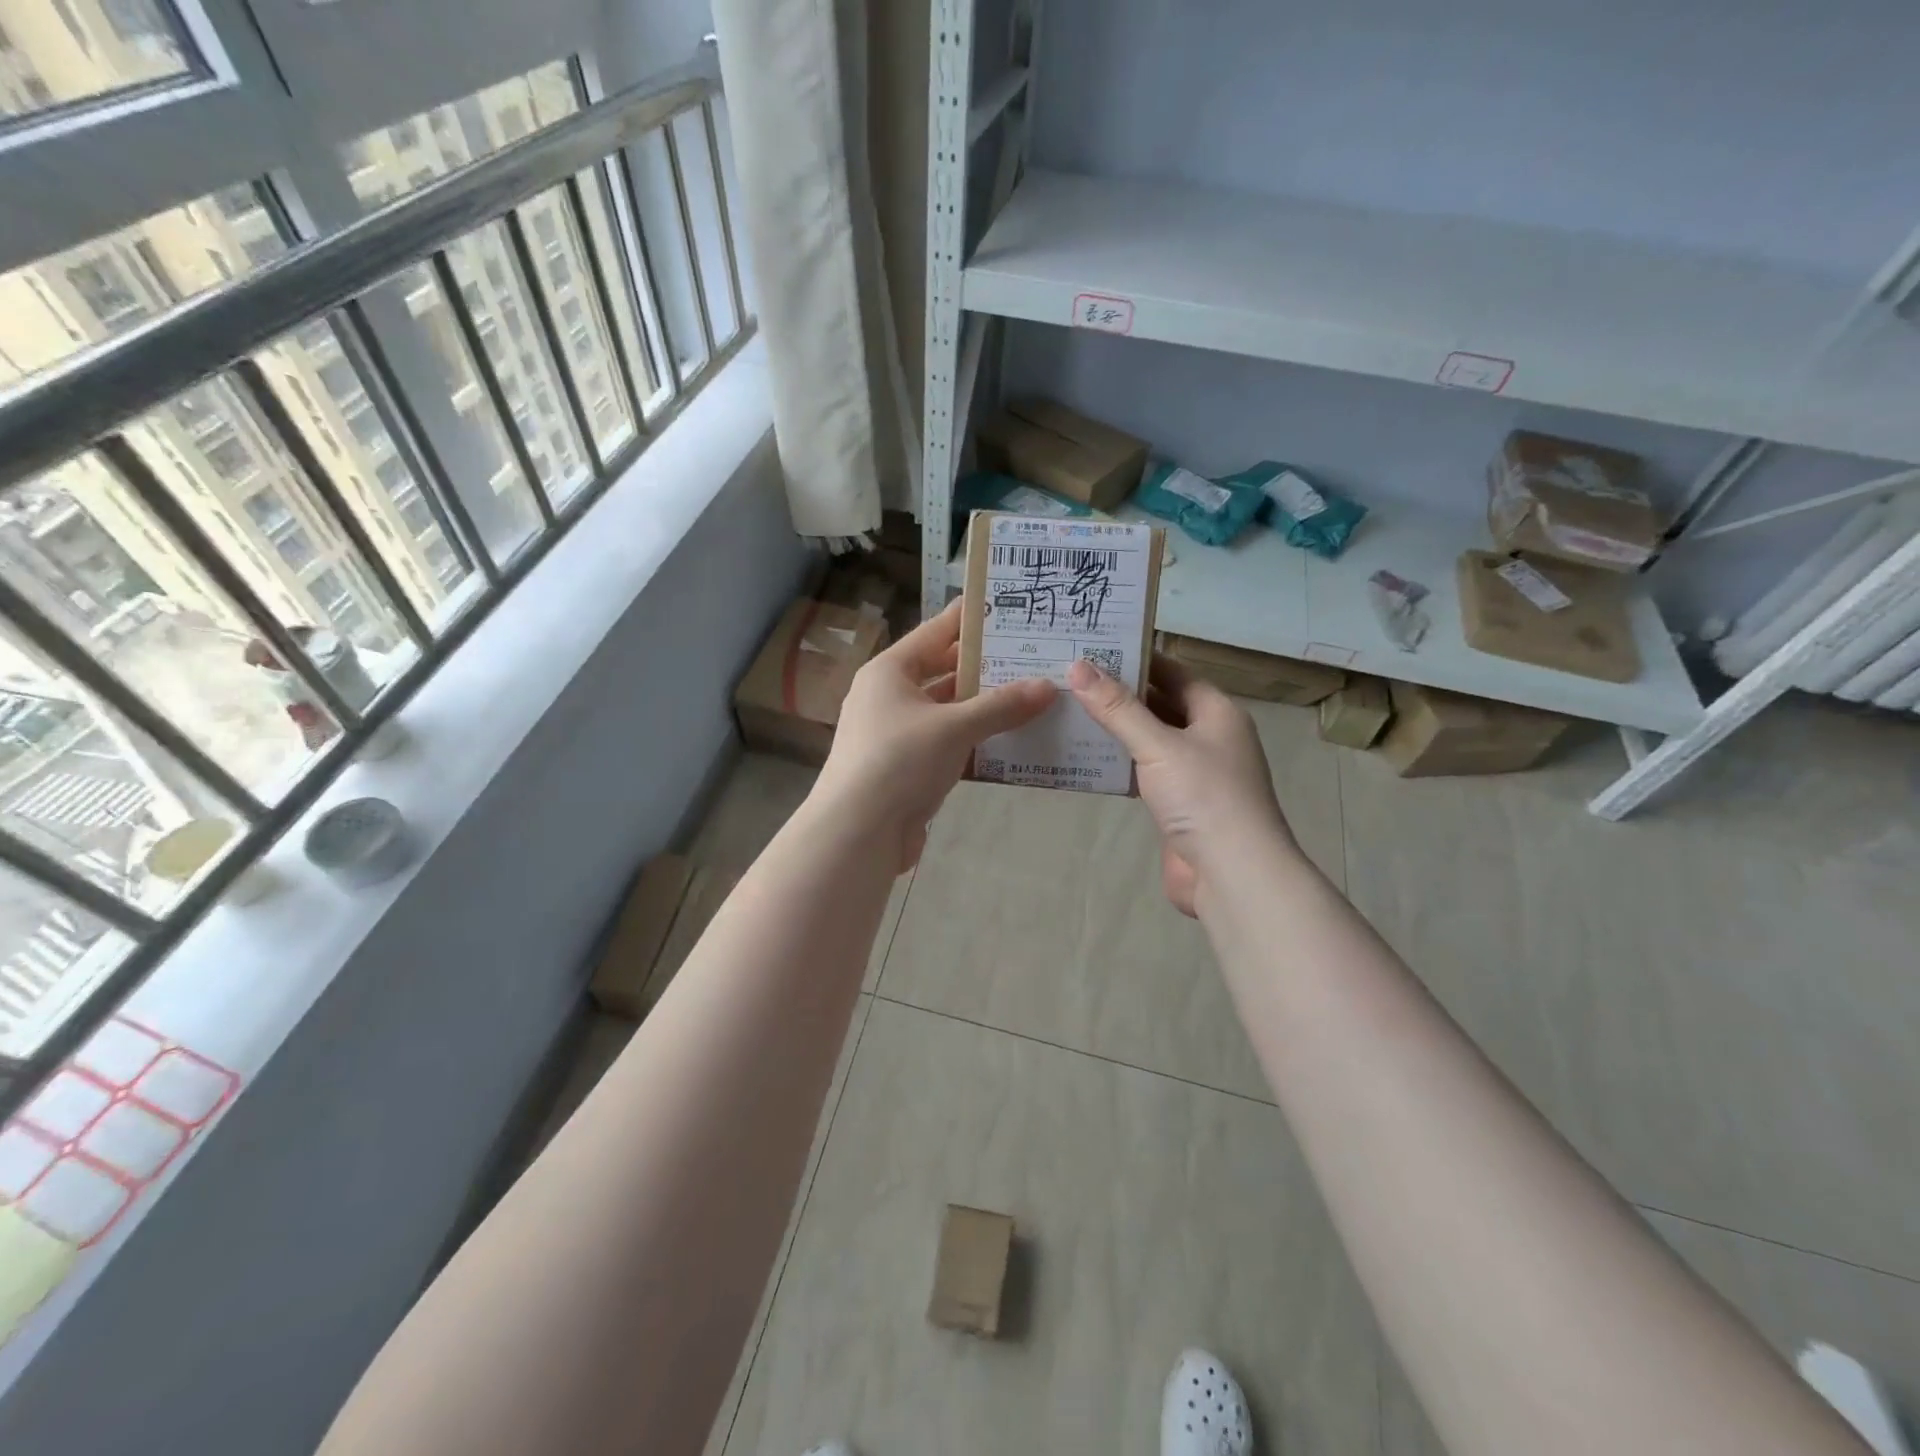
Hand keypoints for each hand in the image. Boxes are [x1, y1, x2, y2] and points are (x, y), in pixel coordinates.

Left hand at [816, 600, 1056, 871]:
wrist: (858, 833)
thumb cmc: (899, 762)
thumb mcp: (953, 728)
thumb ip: (1001, 706)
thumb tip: (1048, 687)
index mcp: (889, 672)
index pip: (935, 632)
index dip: (970, 619)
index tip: (1008, 606)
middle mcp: (889, 697)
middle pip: (943, 671)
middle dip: (985, 667)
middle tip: (1032, 655)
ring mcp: (896, 734)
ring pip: (947, 711)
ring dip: (984, 707)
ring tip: (1032, 695)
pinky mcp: (906, 768)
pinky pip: (947, 743)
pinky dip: (974, 740)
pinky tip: (1011, 740)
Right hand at [1067, 654, 1292, 916]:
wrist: (1232, 874)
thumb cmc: (1204, 797)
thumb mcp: (1158, 745)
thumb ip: (1117, 708)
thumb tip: (1077, 667)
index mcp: (1217, 713)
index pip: (1173, 672)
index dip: (1136, 659)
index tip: (1093, 649)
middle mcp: (1209, 737)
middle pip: (1161, 705)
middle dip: (1120, 694)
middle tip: (1071, 679)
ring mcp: (1195, 774)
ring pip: (1151, 741)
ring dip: (1117, 731)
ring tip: (1069, 712)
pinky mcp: (1178, 805)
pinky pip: (1145, 774)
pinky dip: (1119, 765)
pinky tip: (1085, 758)